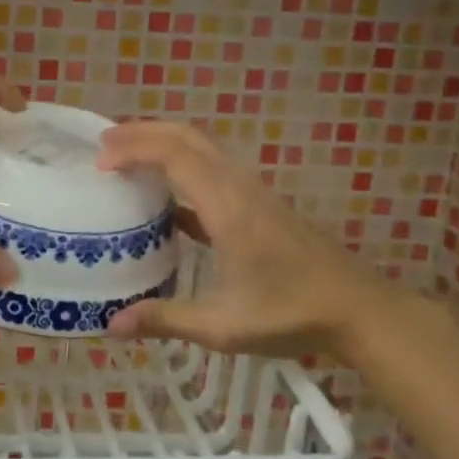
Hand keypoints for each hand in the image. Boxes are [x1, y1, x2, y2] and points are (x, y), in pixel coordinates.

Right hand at [96, 120, 403, 355]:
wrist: (359, 310)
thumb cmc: (291, 313)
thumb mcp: (223, 325)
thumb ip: (165, 319)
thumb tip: (110, 324)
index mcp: (227, 206)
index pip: (174, 156)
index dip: (133, 150)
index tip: (99, 163)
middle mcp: (238, 187)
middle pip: (187, 137)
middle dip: (142, 132)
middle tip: (103, 143)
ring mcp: (251, 193)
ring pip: (202, 149)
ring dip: (162, 144)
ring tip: (126, 158)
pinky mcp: (258, 205)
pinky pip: (212, 171)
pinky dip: (182, 170)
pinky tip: (164, 202)